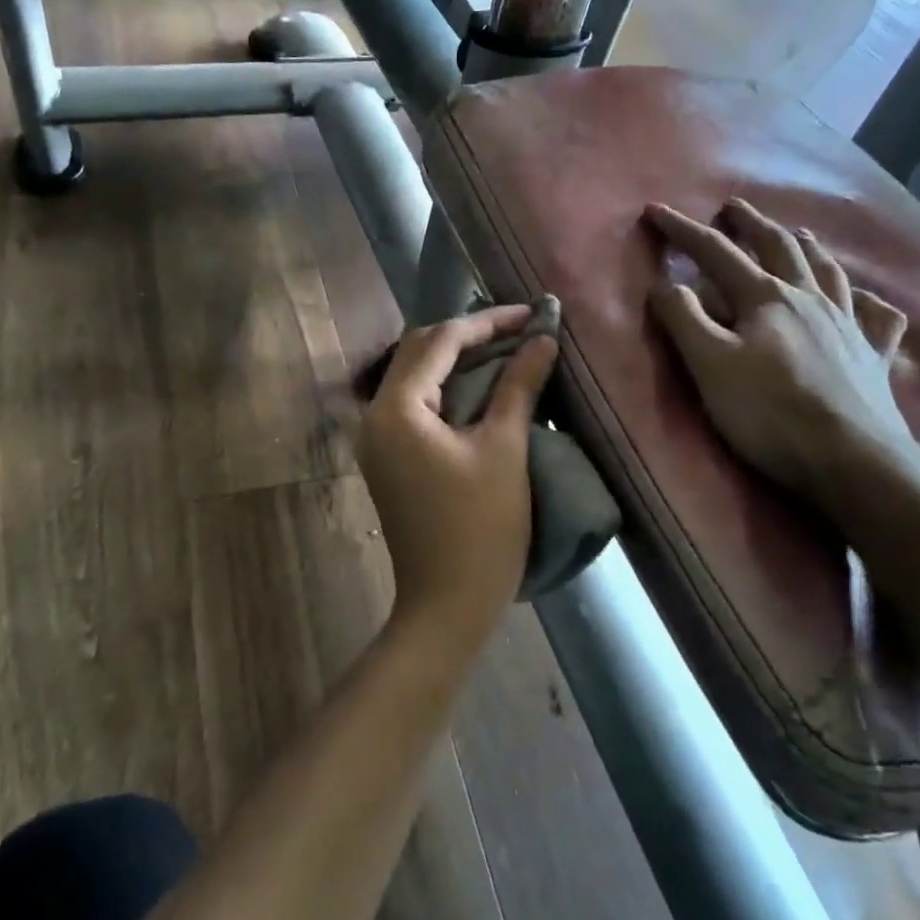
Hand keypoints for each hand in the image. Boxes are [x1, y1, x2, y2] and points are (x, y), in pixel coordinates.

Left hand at [358, 306, 557, 649]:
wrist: (446, 606)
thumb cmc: (481, 528)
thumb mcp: (505, 449)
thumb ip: (519, 386)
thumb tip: (543, 339)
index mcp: (397, 408)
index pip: (441, 341)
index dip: (488, 323)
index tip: (531, 314)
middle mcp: (376, 414)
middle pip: (420, 351)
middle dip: (469, 334)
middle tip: (518, 329)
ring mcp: (377, 437)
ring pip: (416, 375)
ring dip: (457, 358)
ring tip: (505, 349)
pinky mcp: (388, 456)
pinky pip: (415, 402)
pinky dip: (447, 386)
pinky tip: (481, 385)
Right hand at [646, 200, 919, 511]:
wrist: (852, 460)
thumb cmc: (769, 412)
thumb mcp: (709, 365)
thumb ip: (683, 318)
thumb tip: (666, 282)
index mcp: (765, 298)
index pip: (716, 252)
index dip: (683, 230)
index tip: (655, 210)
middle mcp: (809, 299)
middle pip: (778, 248)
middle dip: (751, 224)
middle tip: (734, 206)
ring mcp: (848, 326)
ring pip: (828, 271)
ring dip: (807, 247)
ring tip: (798, 233)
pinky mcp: (874, 358)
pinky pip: (878, 318)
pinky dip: (868, 301)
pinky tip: (866, 300)